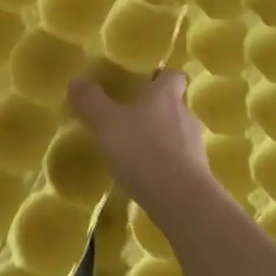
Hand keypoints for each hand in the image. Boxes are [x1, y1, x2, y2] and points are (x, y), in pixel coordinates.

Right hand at [67, 70, 208, 205]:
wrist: (180, 199)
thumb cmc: (142, 151)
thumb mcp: (106, 124)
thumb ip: (91, 102)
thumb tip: (77, 80)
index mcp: (165, 97)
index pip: (173, 76)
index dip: (162, 77)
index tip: (147, 82)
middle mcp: (185, 115)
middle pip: (175, 104)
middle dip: (156, 110)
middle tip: (131, 118)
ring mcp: (195, 145)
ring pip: (178, 133)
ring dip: (161, 138)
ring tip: (136, 150)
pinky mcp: (198, 173)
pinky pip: (180, 160)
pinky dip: (166, 163)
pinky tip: (147, 175)